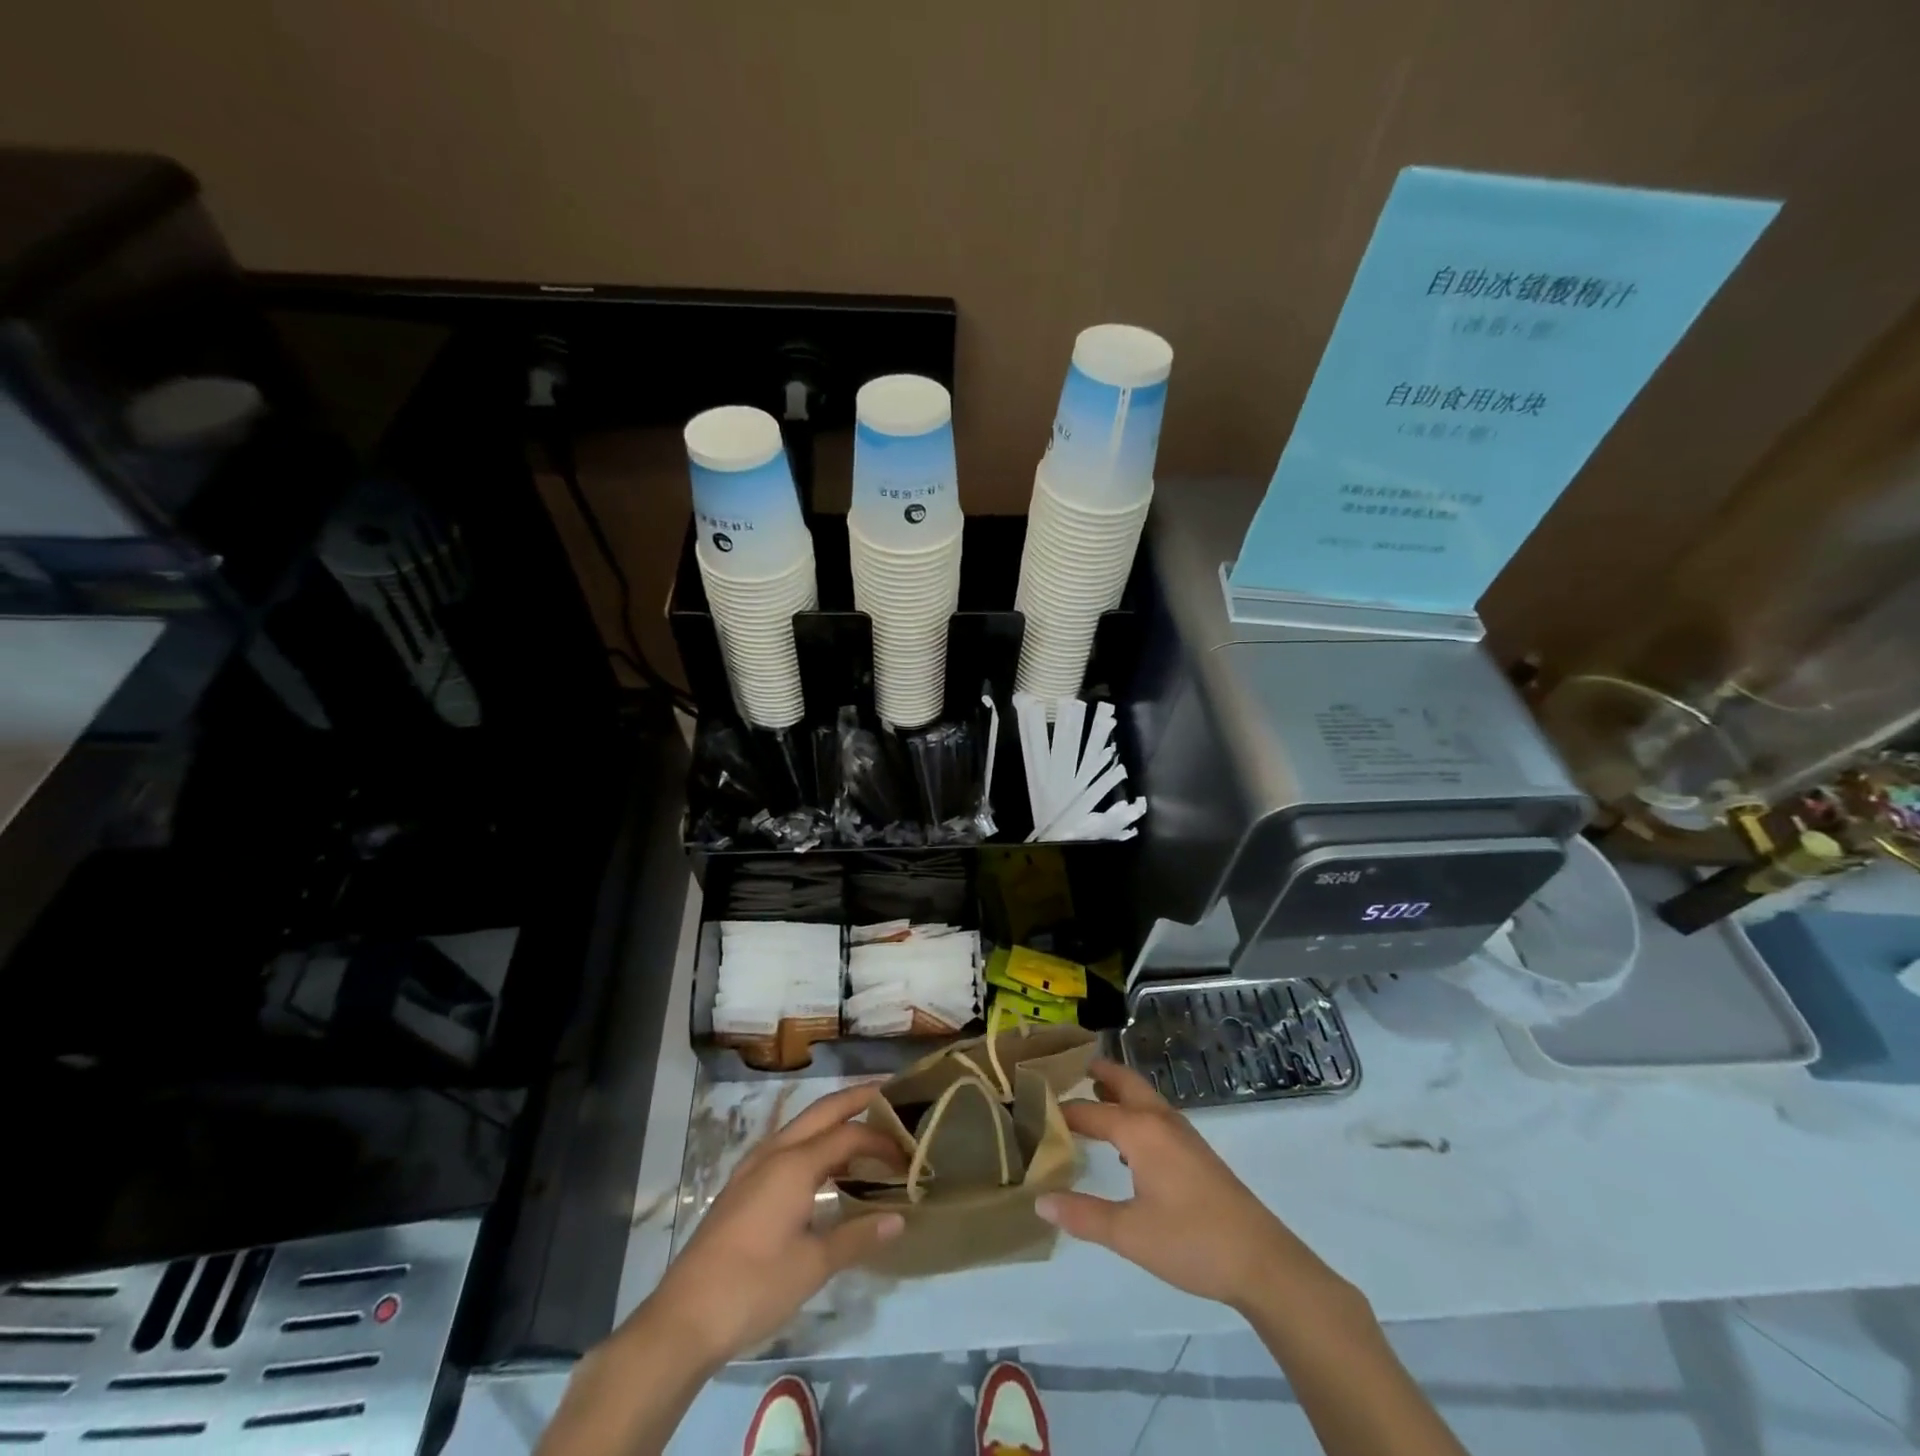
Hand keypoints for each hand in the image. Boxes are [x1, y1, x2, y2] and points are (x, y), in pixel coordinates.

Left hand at [643, 1084, 905, 1362]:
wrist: (684, 1319)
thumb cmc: (753, 1287)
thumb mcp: (812, 1266)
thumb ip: (857, 1236)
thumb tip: (899, 1219)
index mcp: (794, 1164)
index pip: (849, 1135)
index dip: (881, 1141)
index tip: (908, 1156)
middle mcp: (774, 1153)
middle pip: (823, 1111)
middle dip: (856, 1099)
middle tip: (890, 1096)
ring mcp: (753, 1168)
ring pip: (802, 1126)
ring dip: (833, 1122)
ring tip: (864, 1131)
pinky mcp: (742, 1187)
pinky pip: (787, 1147)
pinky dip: (814, 1143)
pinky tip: (824, 1169)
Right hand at [1036, 1059, 1351, 1313]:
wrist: (1262, 1261)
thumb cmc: (1191, 1242)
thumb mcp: (1130, 1234)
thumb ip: (1083, 1215)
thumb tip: (1040, 1200)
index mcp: (1140, 1131)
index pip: (1089, 1110)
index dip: (1060, 1110)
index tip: (1031, 1107)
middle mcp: (1160, 1120)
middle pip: (1123, 1081)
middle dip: (1095, 1071)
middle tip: (1063, 1068)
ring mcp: (1182, 1133)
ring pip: (1142, 1096)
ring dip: (1116, 1088)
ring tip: (1088, 1093)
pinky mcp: (1195, 1151)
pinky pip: (1155, 1114)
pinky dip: (1133, 1110)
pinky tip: (1124, 1142)